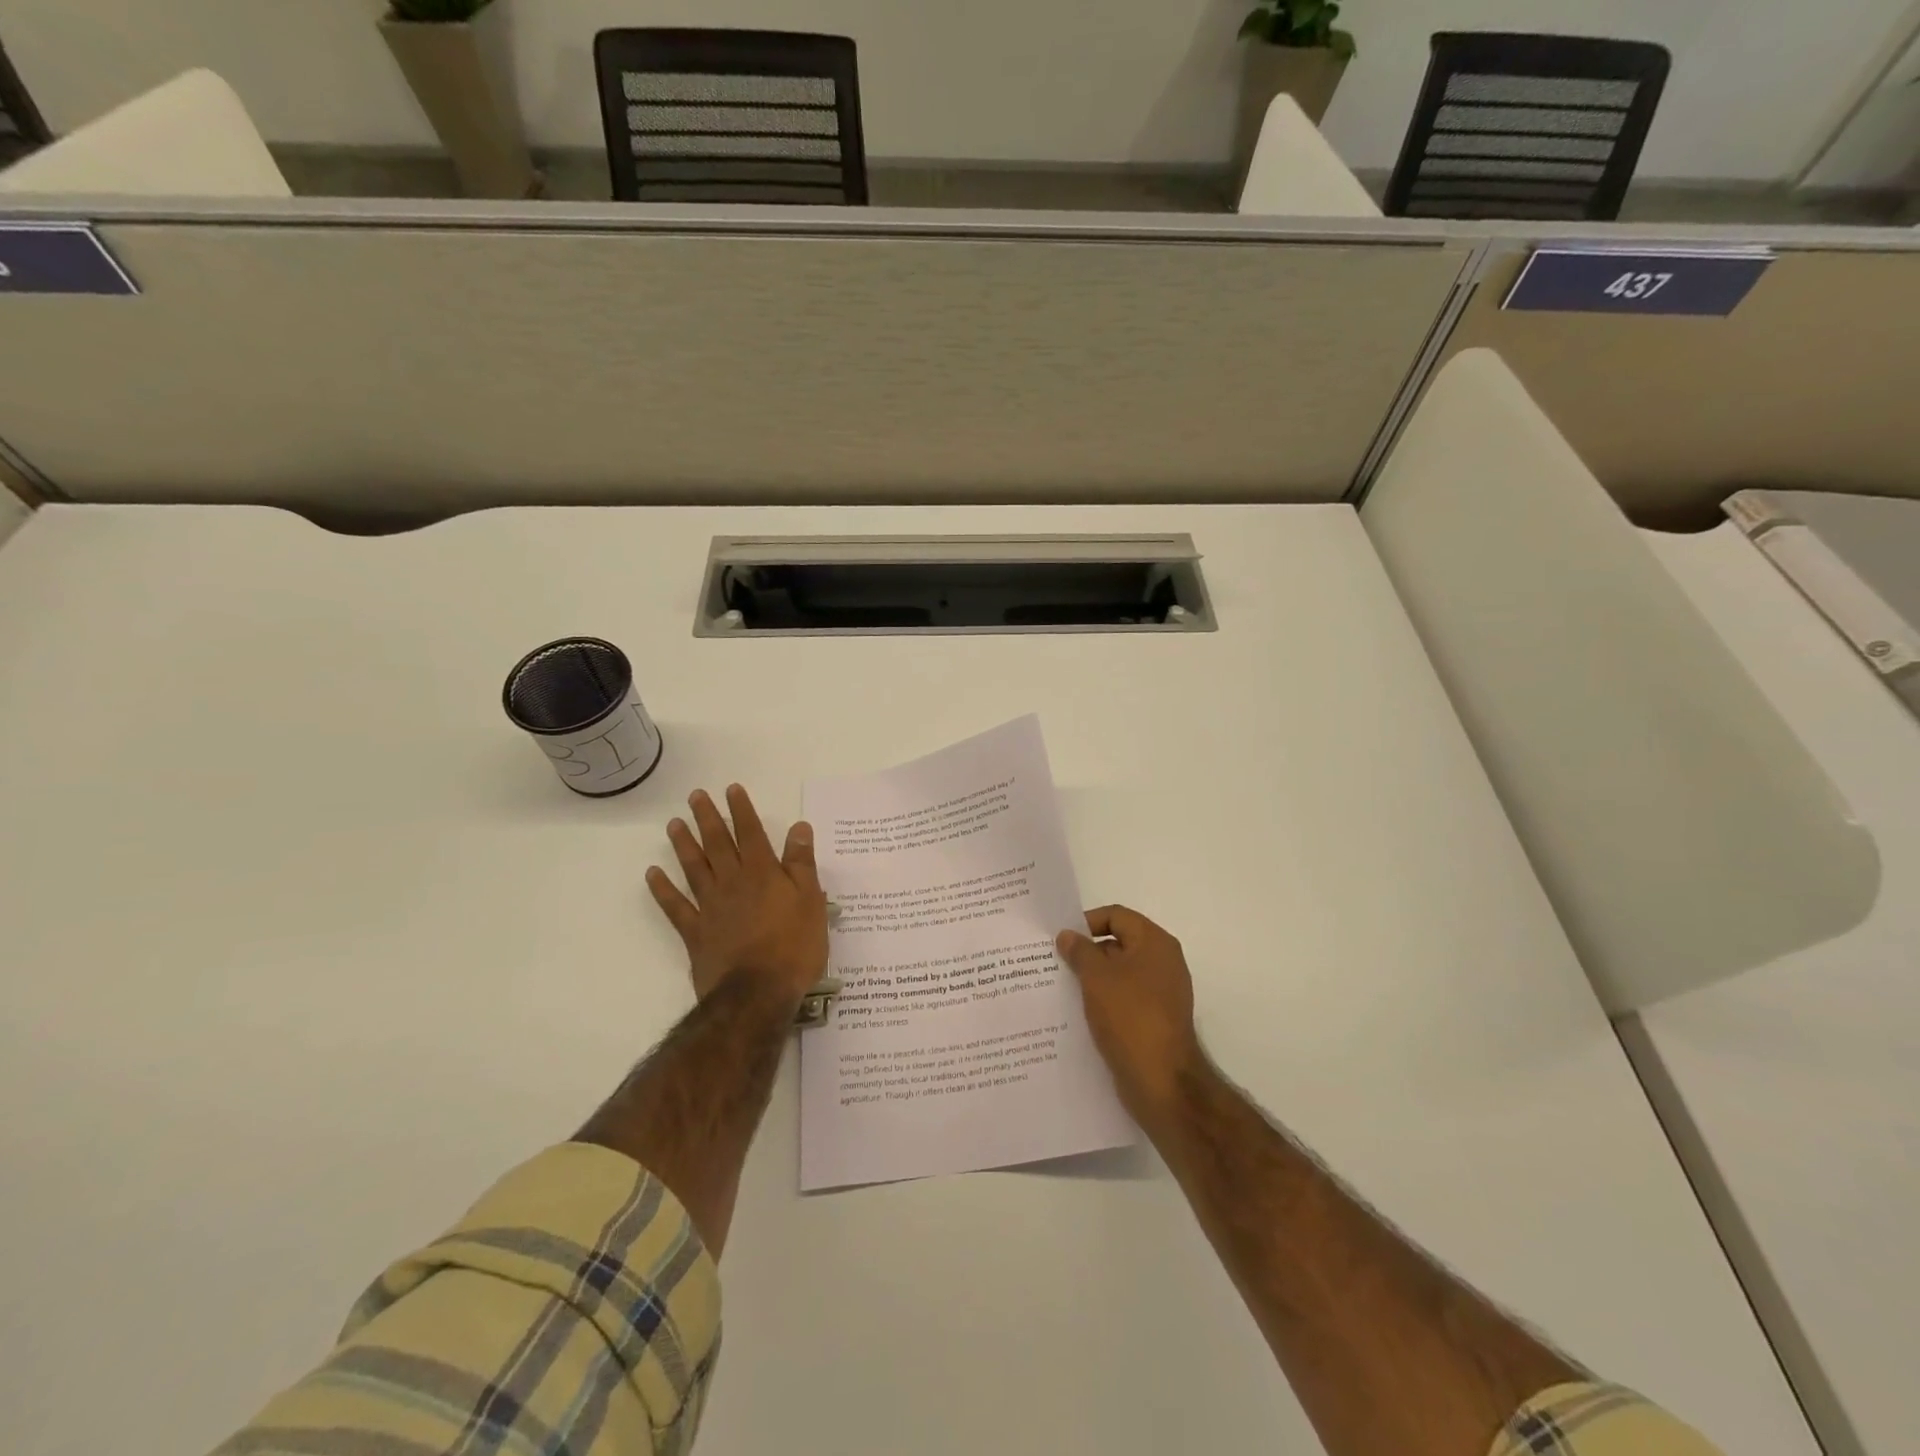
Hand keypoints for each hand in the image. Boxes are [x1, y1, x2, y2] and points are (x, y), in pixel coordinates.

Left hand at [648, 784, 828, 1005]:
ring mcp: (711, 907)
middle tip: (695, 796)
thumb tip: (799, 828)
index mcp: (764, 873)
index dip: (742, 810)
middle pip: (718, 844)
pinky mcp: (696, 933)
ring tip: (673, 824)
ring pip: (694, 868)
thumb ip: (801, 863)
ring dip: (684, 845)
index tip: (731, 789)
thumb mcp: (811, 901)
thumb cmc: (794, 946)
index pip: (751, 833)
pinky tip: (652, 874)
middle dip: (708, 818)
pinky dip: (663, 889)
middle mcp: (733, 882)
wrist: (758, 993)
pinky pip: (675, 906)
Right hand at [1057, 905, 1204, 1125]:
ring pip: (1119, 974)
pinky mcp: (1154, 1020)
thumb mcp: (1096, 977)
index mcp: (1155, 943)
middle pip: (1119, 943)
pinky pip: (1124, 999)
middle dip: (1086, 952)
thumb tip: (1068, 935)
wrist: (1162, 1082)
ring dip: (1092, 978)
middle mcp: (1163, 963)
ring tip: (1060, 987)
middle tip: (1054, 962)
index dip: (1087, 922)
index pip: (1117, 916)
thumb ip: (1079, 951)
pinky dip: (1103, 1000)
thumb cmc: (1130, 1017)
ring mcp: (1161, 993)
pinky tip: (1078, 1012)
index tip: (1060, 939)